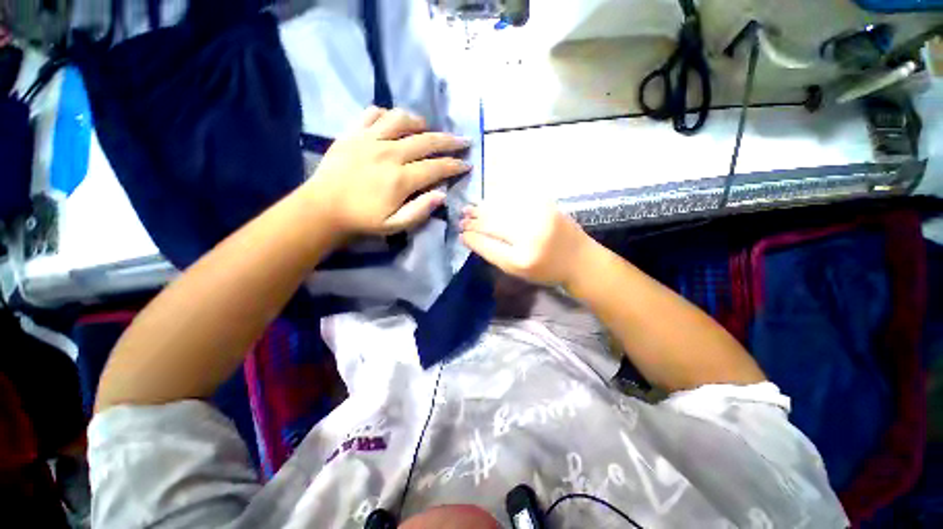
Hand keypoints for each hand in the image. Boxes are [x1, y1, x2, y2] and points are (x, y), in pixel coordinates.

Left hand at [302, 107, 469, 236]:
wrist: (322, 208)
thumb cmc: (362, 220)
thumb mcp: (394, 225)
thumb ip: (420, 210)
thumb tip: (442, 194)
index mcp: (401, 178)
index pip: (437, 167)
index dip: (455, 165)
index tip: (467, 164)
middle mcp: (389, 153)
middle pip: (427, 140)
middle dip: (450, 141)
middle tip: (463, 141)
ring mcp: (369, 139)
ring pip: (402, 120)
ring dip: (420, 122)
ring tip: (427, 128)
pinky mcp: (353, 132)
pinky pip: (373, 113)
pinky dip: (387, 115)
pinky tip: (393, 123)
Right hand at [460, 201, 595, 286]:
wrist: (579, 259)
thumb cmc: (546, 271)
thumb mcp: (517, 271)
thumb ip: (493, 254)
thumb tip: (470, 237)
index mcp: (521, 258)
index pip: (487, 244)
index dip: (471, 237)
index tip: (461, 233)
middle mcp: (529, 234)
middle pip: (492, 223)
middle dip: (474, 220)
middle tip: (462, 218)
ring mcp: (538, 215)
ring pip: (501, 207)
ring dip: (482, 208)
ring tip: (470, 209)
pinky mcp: (545, 203)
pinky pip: (514, 197)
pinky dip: (498, 199)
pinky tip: (489, 201)